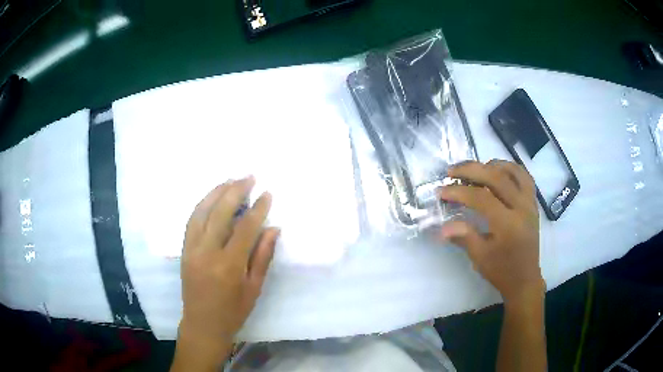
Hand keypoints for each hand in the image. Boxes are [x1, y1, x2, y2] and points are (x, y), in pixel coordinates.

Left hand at [179, 177, 278, 343]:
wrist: (202, 323)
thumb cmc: (233, 311)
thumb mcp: (254, 288)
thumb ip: (262, 256)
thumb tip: (272, 228)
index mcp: (229, 265)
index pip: (245, 228)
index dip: (258, 208)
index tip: (267, 194)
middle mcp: (207, 252)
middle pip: (220, 212)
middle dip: (236, 191)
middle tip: (249, 177)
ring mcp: (191, 249)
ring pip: (202, 212)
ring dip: (217, 192)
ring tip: (231, 180)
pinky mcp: (184, 249)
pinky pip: (192, 220)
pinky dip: (203, 204)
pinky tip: (212, 197)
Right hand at [438, 160, 543, 304]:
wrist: (525, 279)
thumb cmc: (502, 271)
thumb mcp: (480, 257)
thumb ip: (464, 236)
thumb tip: (441, 227)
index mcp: (508, 225)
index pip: (481, 198)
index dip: (459, 192)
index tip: (441, 191)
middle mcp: (522, 208)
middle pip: (496, 177)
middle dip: (471, 170)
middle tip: (451, 171)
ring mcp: (530, 203)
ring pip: (513, 171)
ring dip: (491, 165)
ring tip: (474, 169)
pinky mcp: (533, 203)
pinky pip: (524, 177)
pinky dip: (509, 168)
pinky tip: (497, 171)